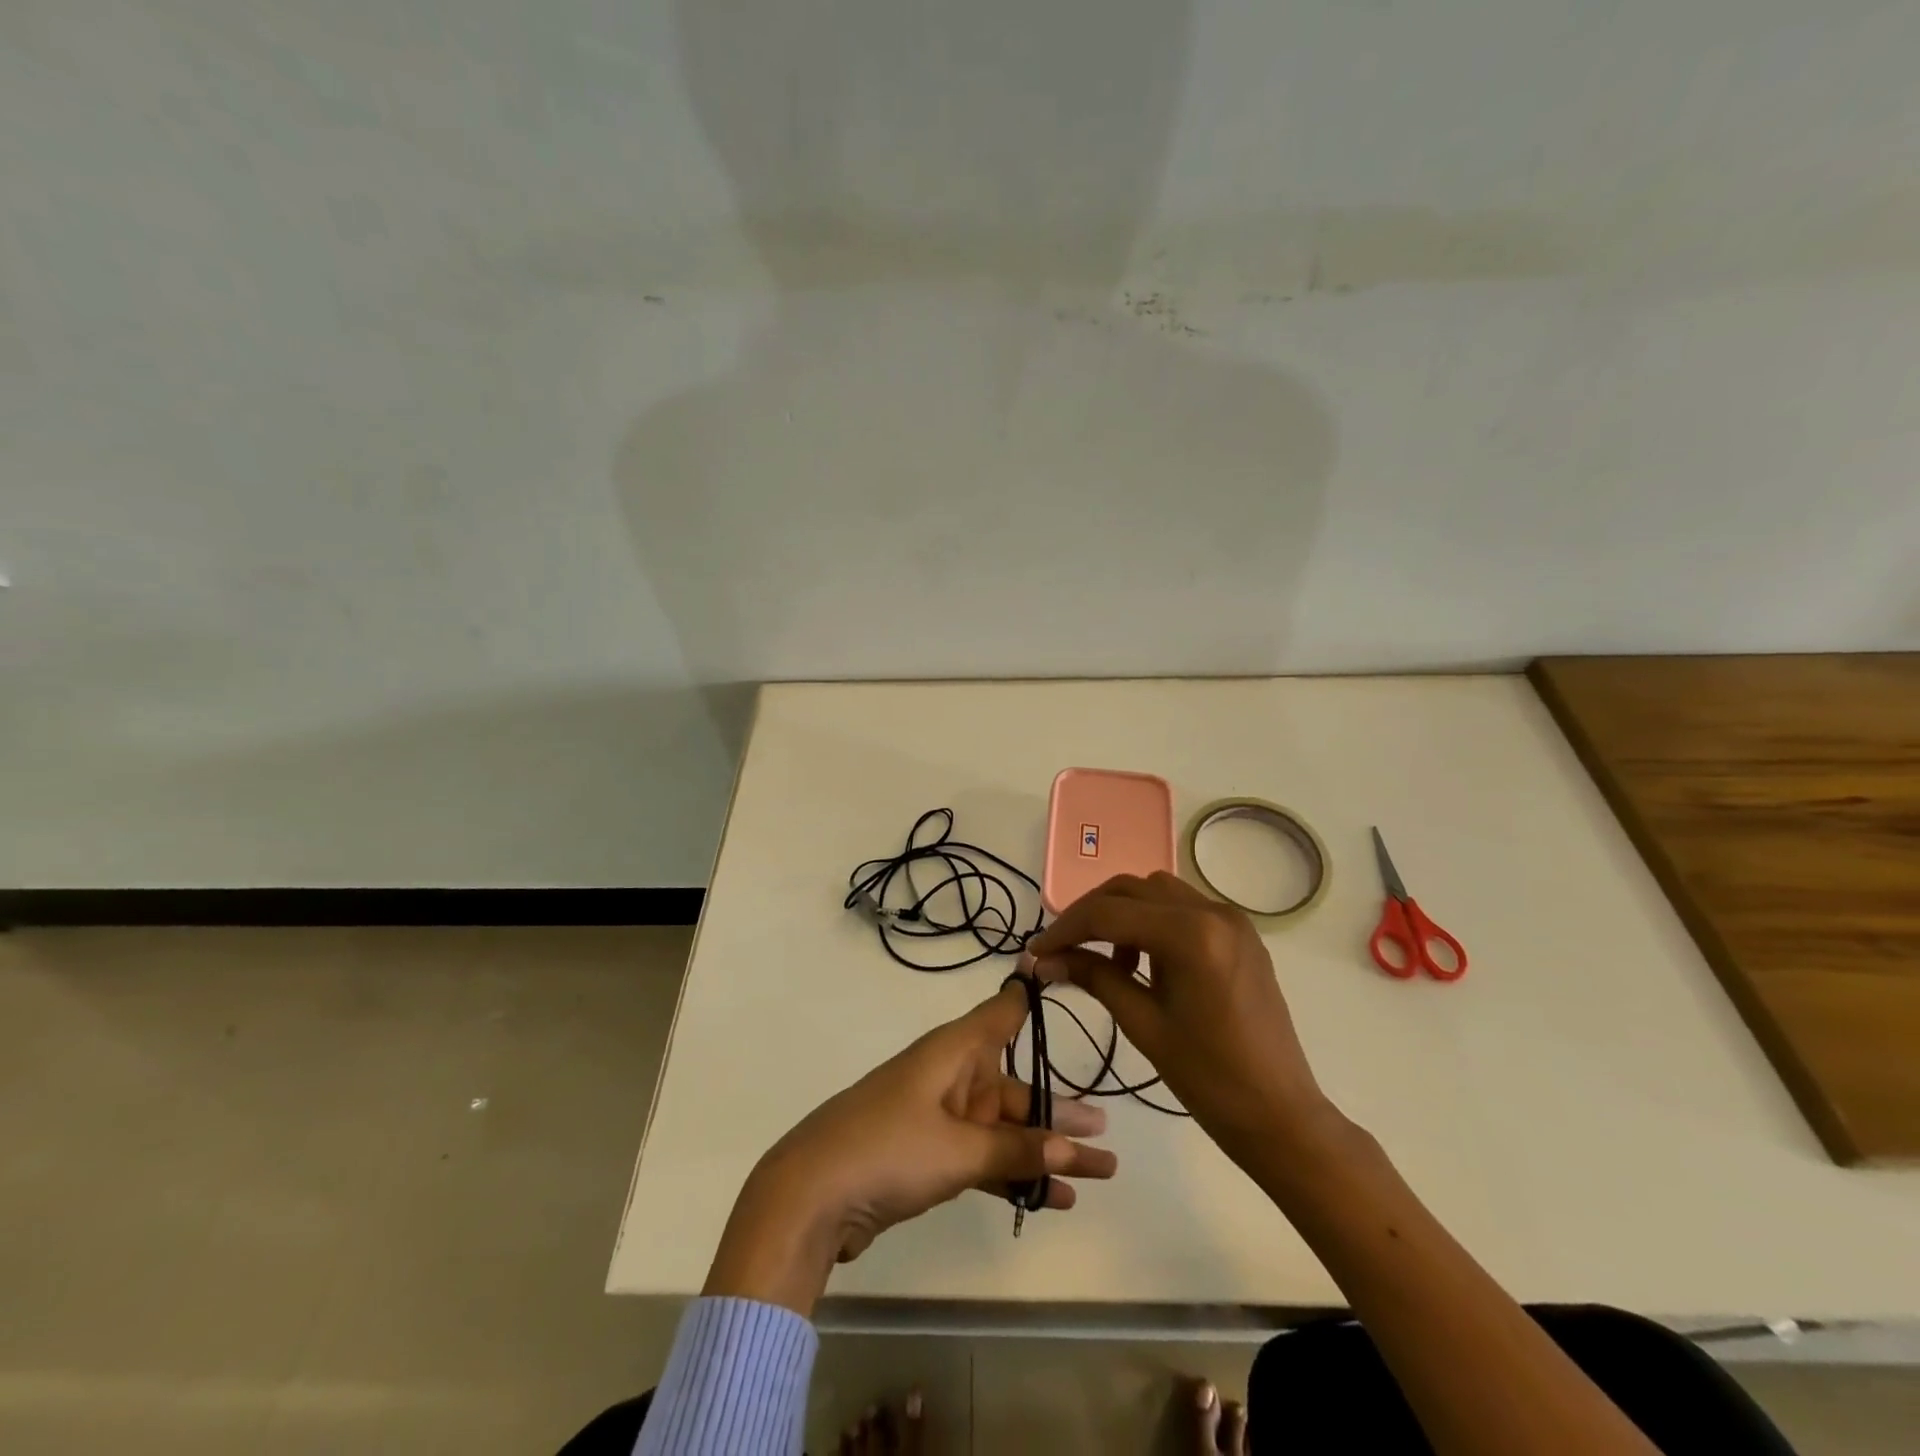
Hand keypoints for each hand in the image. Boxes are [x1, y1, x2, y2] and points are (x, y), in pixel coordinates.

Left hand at [704, 981, 1116, 1315]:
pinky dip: (1014, 1175)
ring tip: (1099, 1171)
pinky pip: (983, 1159)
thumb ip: (1015, 1150)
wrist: (810, 1197)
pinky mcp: (927, 1156)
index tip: (1060, 969)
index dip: (1030, 994)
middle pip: (1014, 1086)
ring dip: (1044, 1150)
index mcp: (953, 1052)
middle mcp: (950, 1076)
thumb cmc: (887, 1148)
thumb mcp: (958, 1150)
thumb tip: (1072, 1146)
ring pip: (1003, 1128)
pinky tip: (1053, 1198)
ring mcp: (938, 1118)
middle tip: (1107, 1132)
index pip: (1002, 1013)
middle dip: (1059, 1111)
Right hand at [1029, 871, 1336, 1168]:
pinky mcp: (1240, 933)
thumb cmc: (1209, 1078)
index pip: (1109, 914)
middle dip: (1090, 914)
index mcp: (1190, 934)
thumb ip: (1094, 977)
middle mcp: (1212, 911)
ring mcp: (1231, 919)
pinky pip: (1183, 907)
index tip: (1036, 951)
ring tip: (1104, 957)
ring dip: (1122, 913)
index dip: (1065, 929)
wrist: (1280, 1114)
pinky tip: (1142, 959)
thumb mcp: (1143, 1024)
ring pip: (1156, 891)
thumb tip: (1045, 960)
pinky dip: (1152, 920)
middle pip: (1131, 889)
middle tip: (1061, 948)